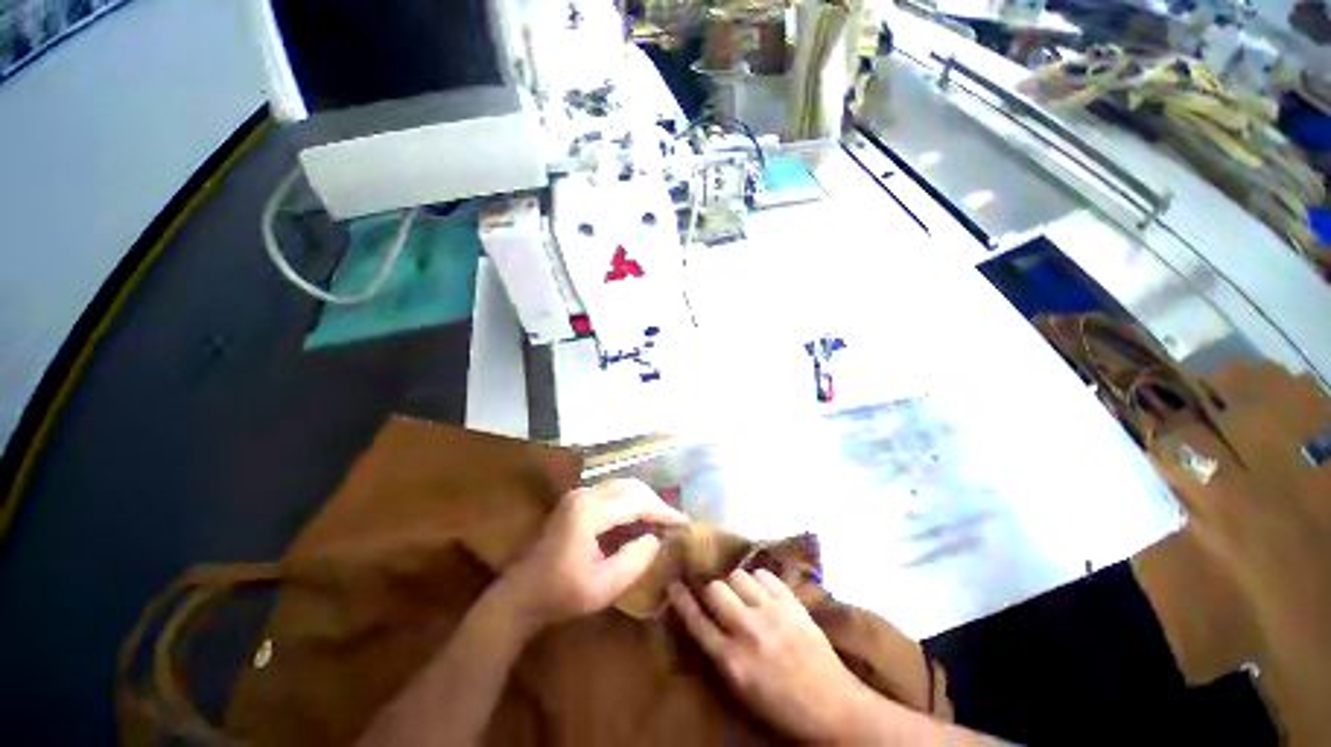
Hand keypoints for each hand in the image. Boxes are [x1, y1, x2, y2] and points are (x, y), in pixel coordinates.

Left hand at [495, 479, 685, 630]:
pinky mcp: (576, 500)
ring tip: (660, 519)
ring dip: (643, 500)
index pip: (636, 502)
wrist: (520, 595)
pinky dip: (630, 501)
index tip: (684, 522)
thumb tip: (656, 539)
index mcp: (590, 511)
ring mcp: (578, 494)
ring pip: (622, 486)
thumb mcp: (604, 586)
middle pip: (631, 487)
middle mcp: (585, 494)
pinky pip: (611, 492)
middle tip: (673, 521)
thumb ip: (635, 560)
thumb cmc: (561, 595)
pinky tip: (638, 517)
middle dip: (655, 502)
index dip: (663, 511)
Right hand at [669, 569, 878, 743]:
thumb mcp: (741, 689)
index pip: (696, 621)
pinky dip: (758, 580)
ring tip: (742, 594)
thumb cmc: (781, 706)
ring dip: (735, 584)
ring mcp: (771, 612)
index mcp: (732, 660)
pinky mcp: (791, 602)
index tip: (673, 584)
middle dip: (711, 590)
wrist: (833, 706)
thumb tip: (703, 620)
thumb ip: (719, 653)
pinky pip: (763, 574)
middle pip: (715, 589)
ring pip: (737, 576)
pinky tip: (762, 592)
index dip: (681, 600)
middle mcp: (748, 630)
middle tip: (717, 597)